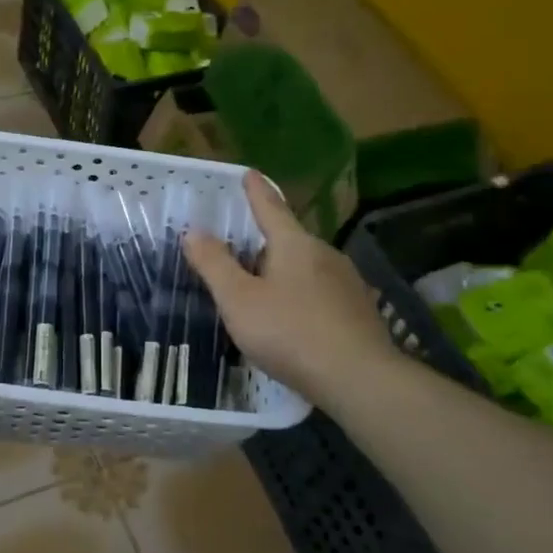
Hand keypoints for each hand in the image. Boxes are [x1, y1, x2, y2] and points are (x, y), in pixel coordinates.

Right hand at [182, 172, 402, 405]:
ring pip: (306, 266)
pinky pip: (320, 291)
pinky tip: (292, 317)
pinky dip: (300, 294)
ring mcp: (346, 282)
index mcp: (294, 244)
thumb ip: (214, 264)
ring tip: (262, 285)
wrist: (359, 379)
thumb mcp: (239, 300)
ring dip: (283, 270)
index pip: (270, 207)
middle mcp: (324, 254)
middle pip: (289, 238)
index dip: (256, 190)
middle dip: (266, 239)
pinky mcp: (358, 310)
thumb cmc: (290, 332)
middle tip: (241, 244)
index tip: (249, 173)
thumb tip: (193, 231)